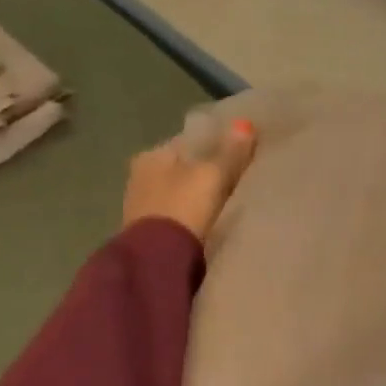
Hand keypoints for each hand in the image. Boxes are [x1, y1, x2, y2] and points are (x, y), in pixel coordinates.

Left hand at [122, 119, 257, 244]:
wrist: (158, 261)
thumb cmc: (183, 208)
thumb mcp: (212, 176)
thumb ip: (230, 153)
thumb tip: (245, 124)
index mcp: (151, 155)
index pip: (188, 142)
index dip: (215, 147)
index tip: (238, 156)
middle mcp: (140, 176)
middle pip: (183, 169)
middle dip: (205, 175)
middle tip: (236, 182)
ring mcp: (141, 207)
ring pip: (179, 194)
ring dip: (198, 198)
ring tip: (226, 206)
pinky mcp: (148, 234)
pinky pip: (177, 217)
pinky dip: (191, 217)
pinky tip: (208, 224)